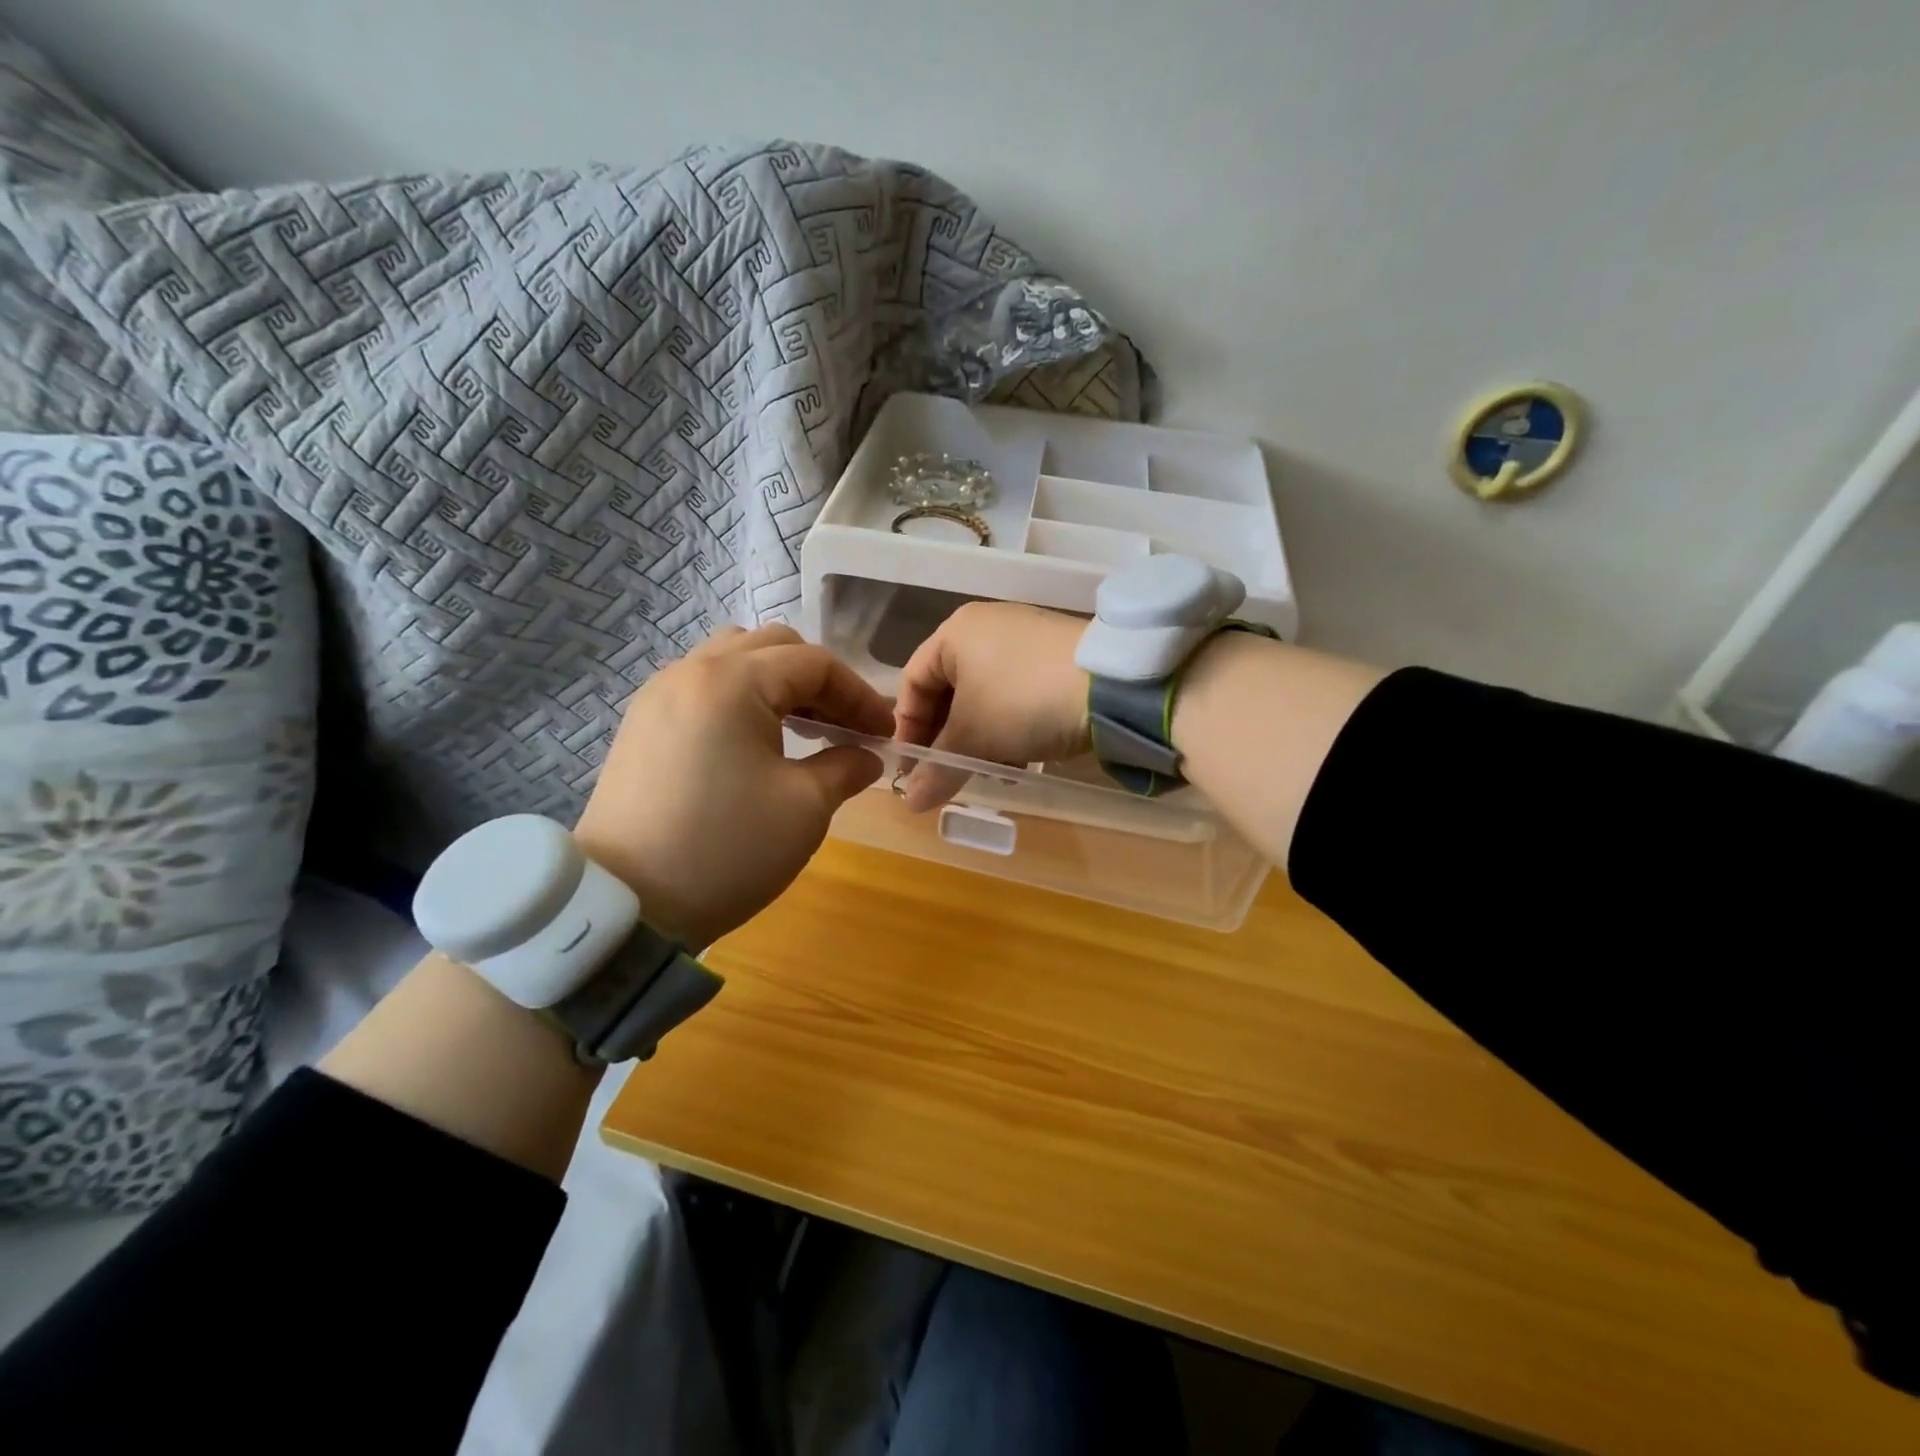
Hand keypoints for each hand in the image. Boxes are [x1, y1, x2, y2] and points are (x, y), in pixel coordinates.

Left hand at [574, 625, 891, 947]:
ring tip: (803, 729)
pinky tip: (757, 743)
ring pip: (734, 661)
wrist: (626, 905)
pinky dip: (742, 700)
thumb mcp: (805, 807)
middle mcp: (691, 671)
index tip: (884, 733)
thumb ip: (846, 766)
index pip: (814, 664)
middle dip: (820, 682)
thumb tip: (866, 756)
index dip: (859, 695)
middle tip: (844, 726)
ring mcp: (658, 696)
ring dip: (778, 685)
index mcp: (733, 682)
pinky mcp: (642, 725)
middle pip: (772, 648)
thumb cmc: (726, 850)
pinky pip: (704, 688)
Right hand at [892, 602, 1090, 811]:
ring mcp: (1026, 639)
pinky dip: (1011, 726)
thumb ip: (938, 770)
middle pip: (950, 690)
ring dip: (980, 737)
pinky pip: (1018, 693)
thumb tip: (911, 803)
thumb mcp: (974, 739)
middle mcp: (987, 627)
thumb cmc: (1023, 701)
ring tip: (990, 770)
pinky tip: (1022, 756)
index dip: (907, 729)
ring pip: (985, 696)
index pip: (912, 683)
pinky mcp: (1057, 656)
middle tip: (949, 774)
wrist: (1113, 684)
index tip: (913, 769)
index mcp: (955, 633)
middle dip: (947, 738)